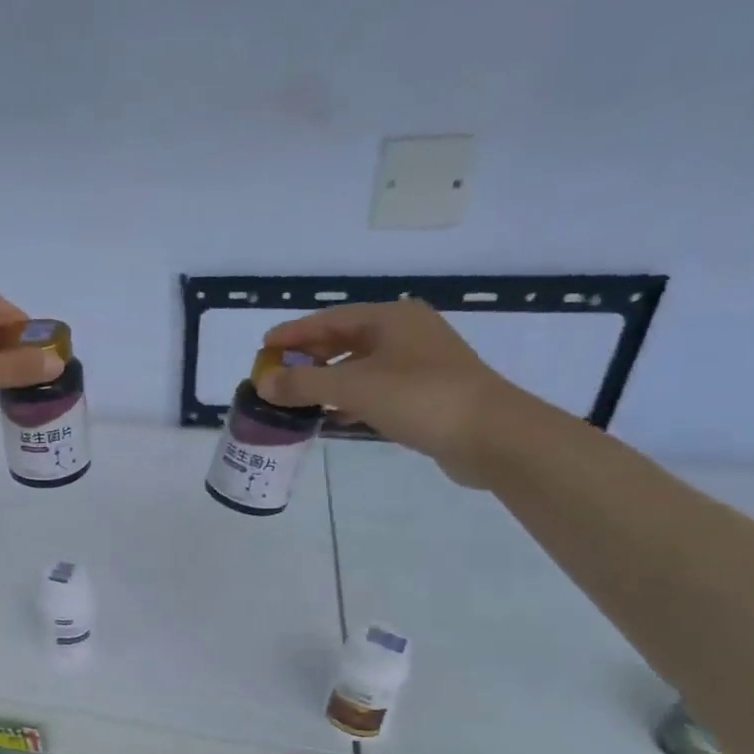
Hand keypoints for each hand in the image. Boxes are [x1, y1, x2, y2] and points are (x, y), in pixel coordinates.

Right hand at [259, 299, 554, 485]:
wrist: (491, 435)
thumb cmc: (419, 397)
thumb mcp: (352, 387)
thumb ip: (303, 384)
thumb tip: (263, 384)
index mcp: (391, 319)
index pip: (329, 319)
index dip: (293, 333)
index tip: (262, 348)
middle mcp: (405, 333)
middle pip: (343, 340)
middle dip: (307, 358)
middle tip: (275, 376)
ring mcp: (418, 364)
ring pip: (359, 366)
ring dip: (326, 381)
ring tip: (295, 398)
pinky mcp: (425, 393)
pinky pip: (374, 389)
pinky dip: (348, 399)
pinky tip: (331, 417)